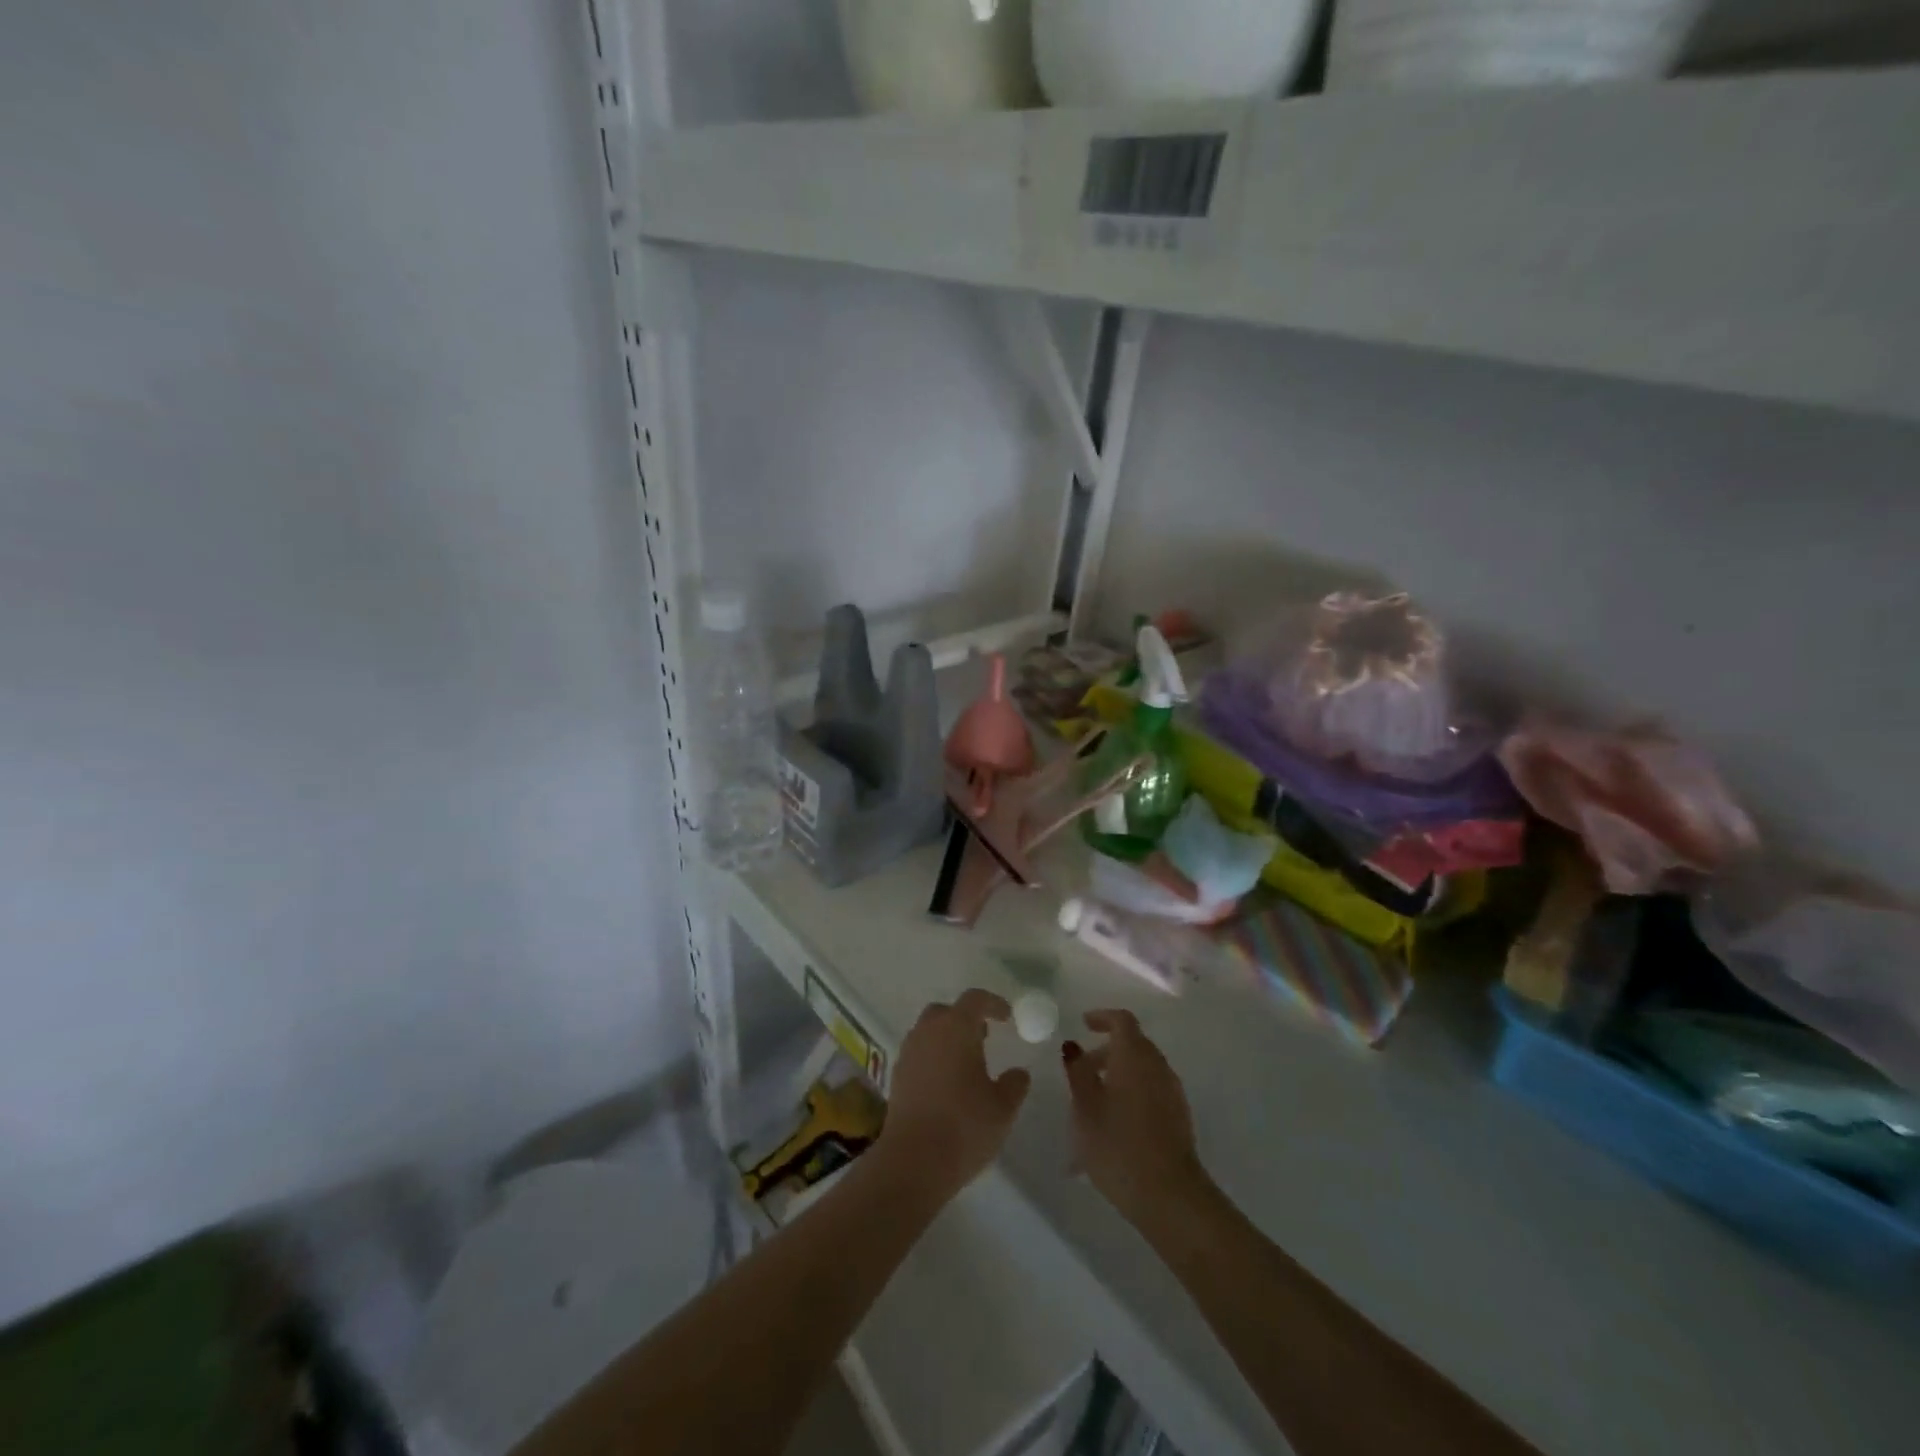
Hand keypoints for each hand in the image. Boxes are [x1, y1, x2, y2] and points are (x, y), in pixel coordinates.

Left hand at [879, 989, 1032, 1200]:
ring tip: (966, 1064)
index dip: (993, 1004)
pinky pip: (918, 1054)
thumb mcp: (1003, 1107)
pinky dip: (933, 1058)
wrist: (913, 1161)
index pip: (974, 999)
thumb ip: (1015, 1084)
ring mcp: (908, 1053)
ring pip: (928, 1032)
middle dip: (965, 1019)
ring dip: (947, 1039)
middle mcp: (928, 1032)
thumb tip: (1018, 1073)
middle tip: (984, 1037)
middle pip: (946, 1012)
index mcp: (956, 1028)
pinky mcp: (896, 1077)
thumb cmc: (964, 1126)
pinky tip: (947, 1085)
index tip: (1007, 1017)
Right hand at [1063, 1009, 1206, 1226]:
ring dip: (1118, 1075)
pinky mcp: (1179, 1116)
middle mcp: (1158, 1066)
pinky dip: (1131, 1093)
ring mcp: (1172, 1092)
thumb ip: (1078, 1072)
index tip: (1083, 1024)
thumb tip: (1074, 1048)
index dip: (1102, 1017)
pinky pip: (1151, 1091)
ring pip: (1142, 1069)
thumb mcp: (1085, 1108)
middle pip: (1133, 1044)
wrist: (1170, 1196)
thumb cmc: (1119, 1145)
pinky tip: (1112, 1124)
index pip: (1122, 1020)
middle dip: (1106, 1051)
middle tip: (1081, 1070)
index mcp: (1135, 1056)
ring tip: (1091, 1104)